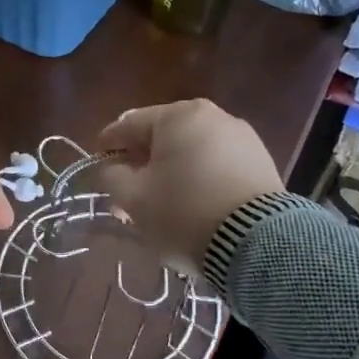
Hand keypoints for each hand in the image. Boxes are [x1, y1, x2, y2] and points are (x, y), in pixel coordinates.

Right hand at [95, 100, 283, 271]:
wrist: (257, 242)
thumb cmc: (184, 211)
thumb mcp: (135, 198)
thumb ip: (113, 176)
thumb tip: (114, 168)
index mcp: (178, 116)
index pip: (130, 124)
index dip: (109, 143)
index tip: (97, 160)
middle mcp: (212, 116)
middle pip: (163, 137)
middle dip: (142, 162)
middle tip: (127, 189)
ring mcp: (242, 138)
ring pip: (191, 151)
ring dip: (171, 171)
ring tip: (160, 202)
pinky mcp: (261, 162)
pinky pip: (217, 164)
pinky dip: (199, 178)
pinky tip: (192, 202)